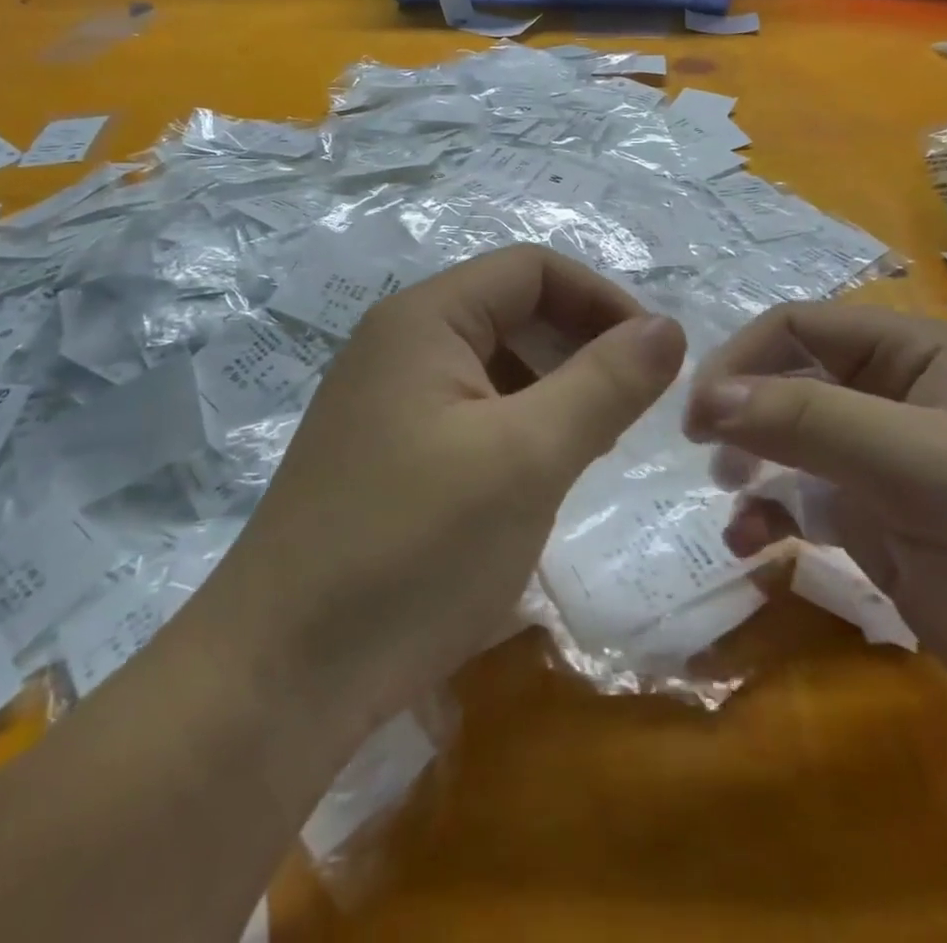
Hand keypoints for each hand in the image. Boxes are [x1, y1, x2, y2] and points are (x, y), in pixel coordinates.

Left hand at [227, 245, 685, 728]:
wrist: (279, 676)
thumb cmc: (413, 549)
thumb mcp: (528, 458)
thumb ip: (605, 383)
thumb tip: (667, 328)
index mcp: (424, 319)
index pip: (533, 270)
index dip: (603, 300)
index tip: (656, 359)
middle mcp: (397, 344)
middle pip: (510, 312)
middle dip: (579, 348)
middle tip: (629, 413)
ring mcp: (384, 401)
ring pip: (491, 367)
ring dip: (551, 393)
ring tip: (587, 450)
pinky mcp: (381, 455)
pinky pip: (466, 415)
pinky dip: (514, 431)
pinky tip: (531, 483)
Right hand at [684, 302, 946, 776]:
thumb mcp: (928, 471)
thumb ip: (812, 421)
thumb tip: (705, 396)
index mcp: (917, 357)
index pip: (800, 327)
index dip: (742, 360)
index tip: (699, 416)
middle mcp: (895, 399)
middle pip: (786, 379)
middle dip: (740, 411)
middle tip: (707, 457)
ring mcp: (884, 466)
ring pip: (786, 440)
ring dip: (749, 464)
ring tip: (732, 502)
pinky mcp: (879, 528)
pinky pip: (801, 501)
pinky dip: (769, 515)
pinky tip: (755, 547)